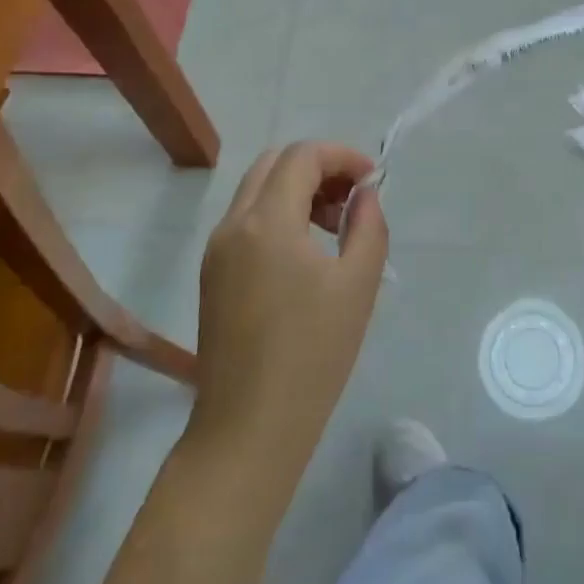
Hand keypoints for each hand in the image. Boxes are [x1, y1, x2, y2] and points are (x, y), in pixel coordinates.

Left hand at [189, 143, 387, 485]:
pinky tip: (306, 254)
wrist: (249, 428)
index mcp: (266, 221)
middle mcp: (233, 224)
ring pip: (257, 190)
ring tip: (334, 228)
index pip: (302, 156)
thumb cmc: (313, 354)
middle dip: (319, 168)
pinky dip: (278, 215)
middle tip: (353, 200)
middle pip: (274, 164)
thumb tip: (364, 195)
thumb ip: (368, 225)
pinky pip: (246, 221)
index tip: (372, 181)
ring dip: (298, 190)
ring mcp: (216, 250)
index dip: (342, 156)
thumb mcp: (358, 284)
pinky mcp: (212, 275)